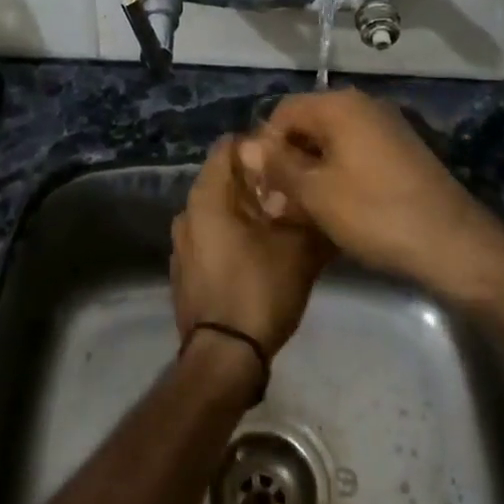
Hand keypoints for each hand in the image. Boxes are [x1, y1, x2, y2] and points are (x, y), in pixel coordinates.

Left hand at [171, 137, 331, 355]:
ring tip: (280, 223)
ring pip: (217, 211)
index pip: (227, 146)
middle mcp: (186, 213)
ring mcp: (181, 244)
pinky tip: (258, 253)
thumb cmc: (258, 291)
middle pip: (223, 180)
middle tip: (291, 191)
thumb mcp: (298, 250)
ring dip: (245, 212)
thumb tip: (323, 196)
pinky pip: (209, 238)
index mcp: (206, 197)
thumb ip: (309, 214)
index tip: (286, 156)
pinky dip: (231, 236)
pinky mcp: (184, 271)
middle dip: (256, 182)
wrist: (223, 358)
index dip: (258, 145)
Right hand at [237, 89, 503, 294]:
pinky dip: (338, 176)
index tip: (260, 185)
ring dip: (311, 173)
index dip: (265, 146)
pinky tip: (334, 209)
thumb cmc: (375, 213)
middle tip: (277, 204)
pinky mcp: (401, 153)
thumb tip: (246, 146)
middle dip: (288, 161)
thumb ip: (278, 166)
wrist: (453, 243)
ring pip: (332, 143)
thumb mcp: (316, 193)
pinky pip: (356, 155)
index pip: (284, 112)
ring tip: (301, 211)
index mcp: (340, 105)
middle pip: (309, 125)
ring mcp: (387, 129)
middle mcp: (364, 106)